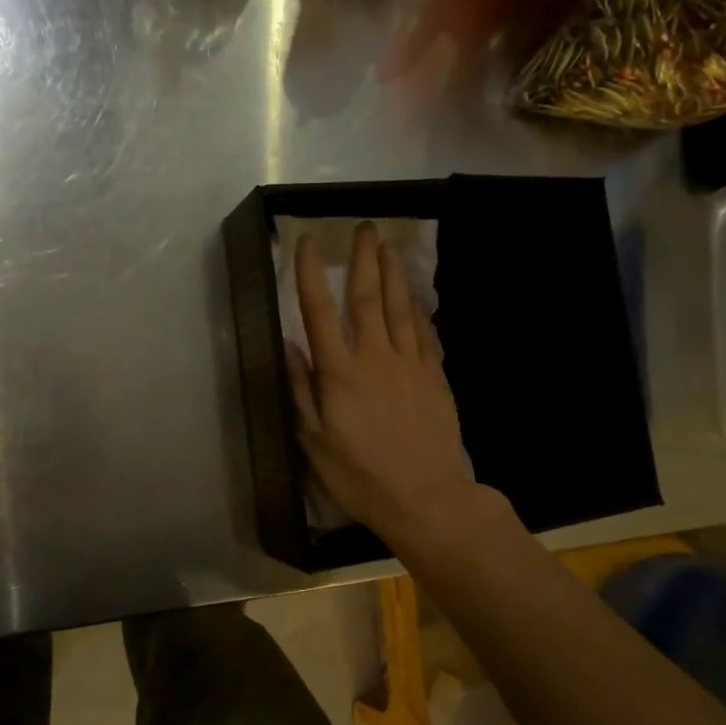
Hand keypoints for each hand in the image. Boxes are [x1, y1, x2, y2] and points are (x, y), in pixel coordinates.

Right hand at [288, 222, 483, 546]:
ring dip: (393, 274)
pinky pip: (425, 334)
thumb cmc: (360, 476)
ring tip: (389, 246)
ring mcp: (409, 365)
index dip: (311, 275)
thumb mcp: (315, 441)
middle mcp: (374, 357)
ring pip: (400, 309)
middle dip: (363, 260)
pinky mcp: (435, 377)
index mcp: (339, 373)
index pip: (320, 313)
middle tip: (364, 227)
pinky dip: (419, 311)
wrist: (426, 498)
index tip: (308, 243)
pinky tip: (416, 297)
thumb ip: (302, 390)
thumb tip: (291, 346)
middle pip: (368, 299)